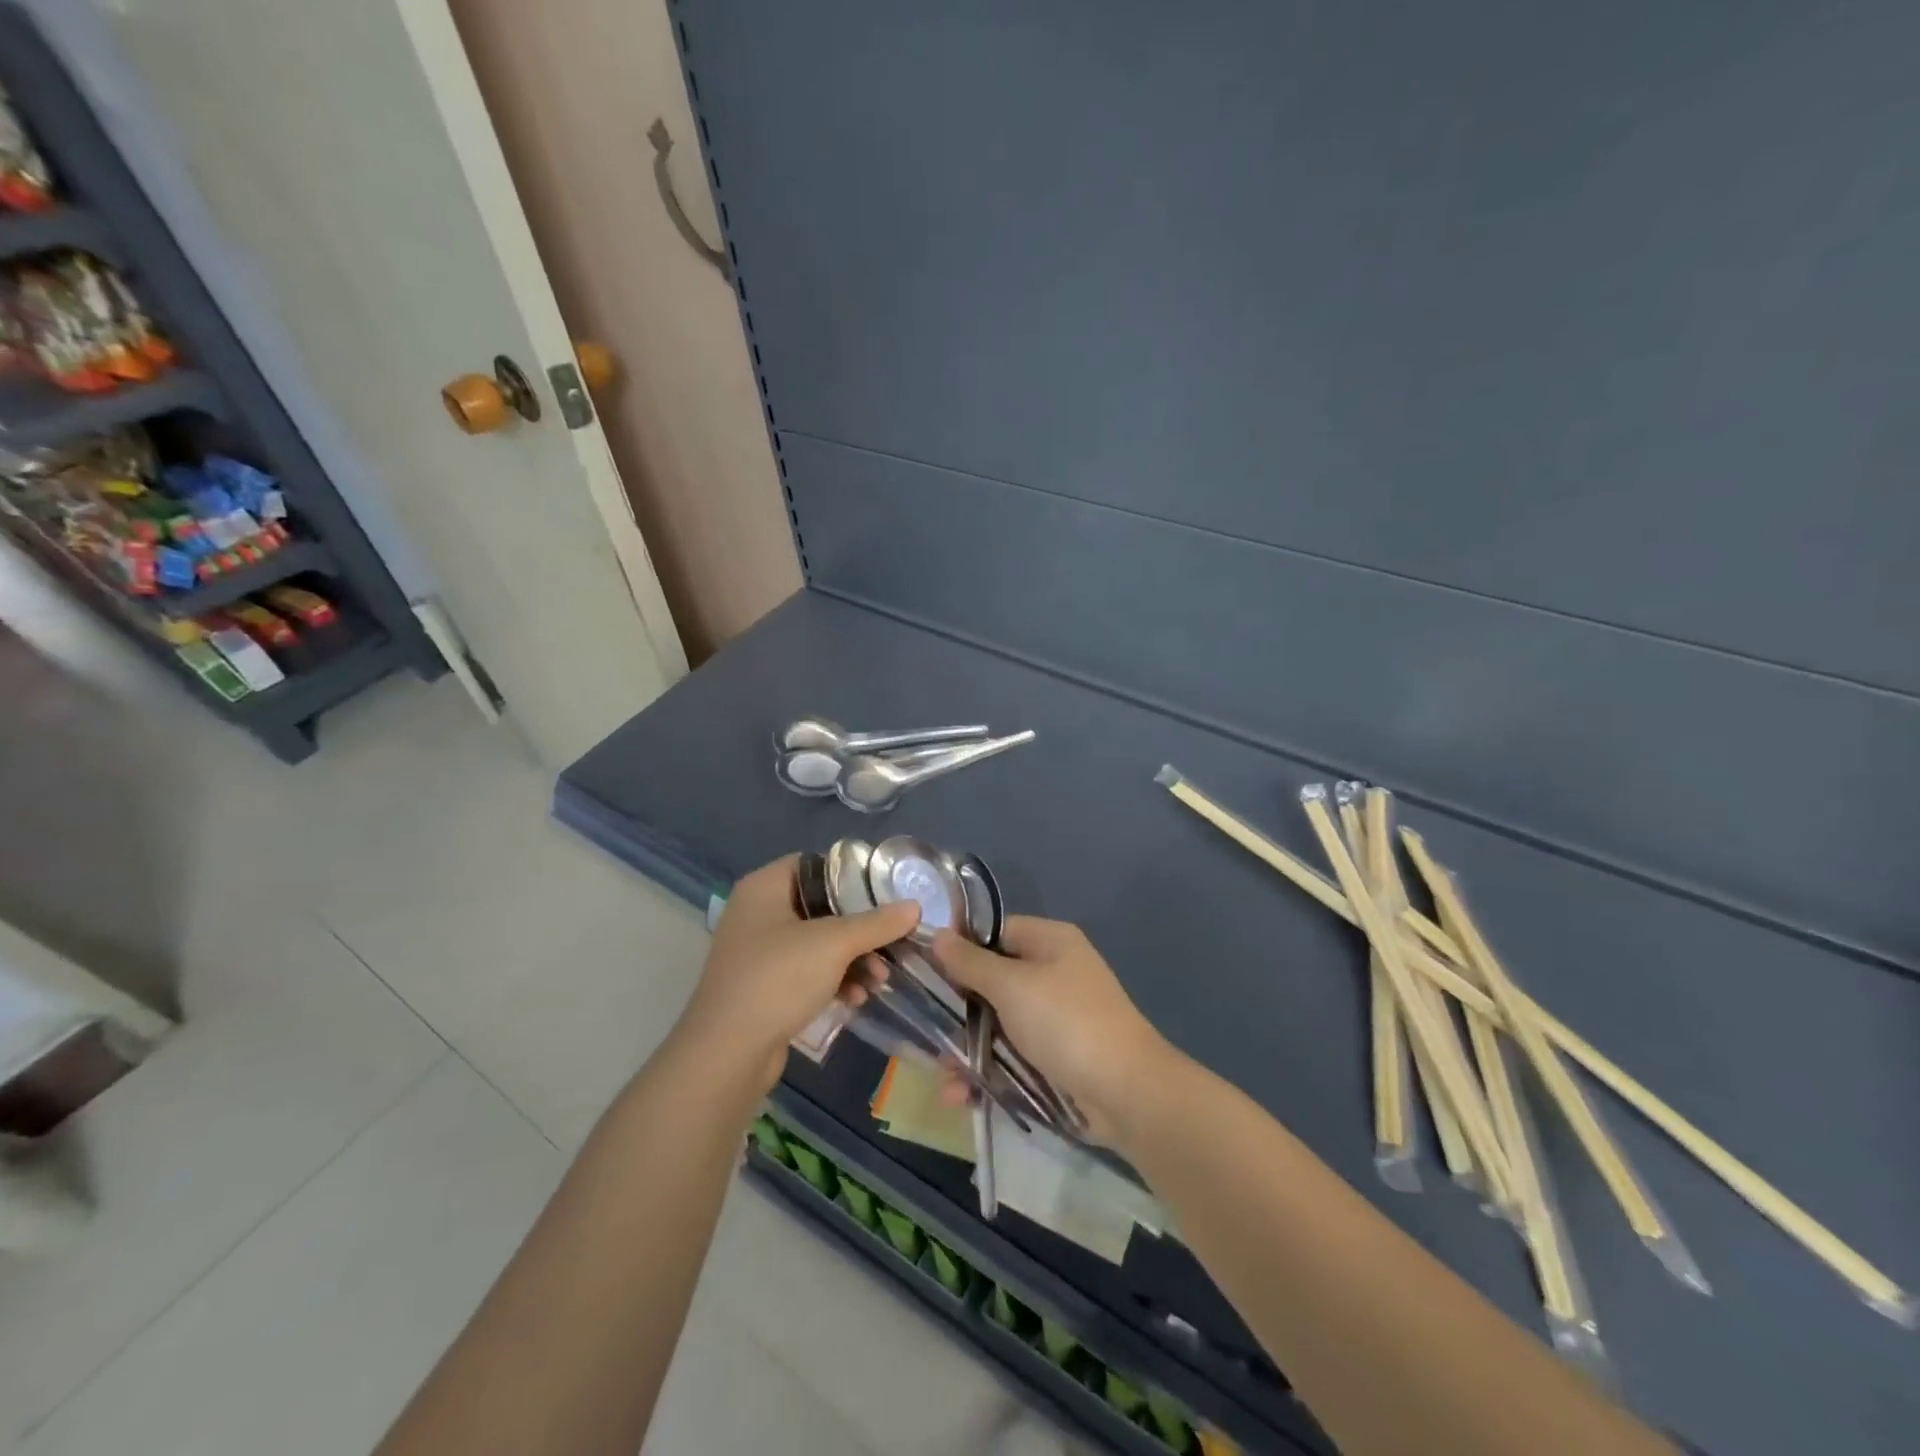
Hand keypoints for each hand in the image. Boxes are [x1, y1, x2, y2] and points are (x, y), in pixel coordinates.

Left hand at [678, 855, 918, 1090]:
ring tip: (880, 979)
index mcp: (764, 887)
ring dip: (853, 959)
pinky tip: (857, 998)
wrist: (727, 1053)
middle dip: (860, 928)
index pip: (813, 864)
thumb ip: (877, 923)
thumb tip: (915, 907)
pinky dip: (834, 980)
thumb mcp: (834, 944)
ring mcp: (758, 953)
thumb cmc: (778, 979)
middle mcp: (758, 913)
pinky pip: (807, 972)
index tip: (884, 891)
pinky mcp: (764, 987)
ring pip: (818, 943)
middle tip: (892, 941)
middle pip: (821, 907)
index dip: (849, 874)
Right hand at [930, 917, 1171, 1144]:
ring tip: (945, 1079)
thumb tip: (937, 935)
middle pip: (991, 981)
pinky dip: (987, 1073)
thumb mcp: (1012, 986)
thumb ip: (970, 962)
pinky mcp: (1054, 1056)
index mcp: (1049, 941)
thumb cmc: (1066, 1022)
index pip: (994, 932)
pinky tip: (961, 1096)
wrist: (1126, 1092)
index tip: (923, 969)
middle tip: (927, 1032)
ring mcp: (1054, 1017)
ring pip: (997, 1024)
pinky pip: (1011, 1056)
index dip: (959, 948)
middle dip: (958, 1010)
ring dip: (967, 1050)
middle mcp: (1052, 972)